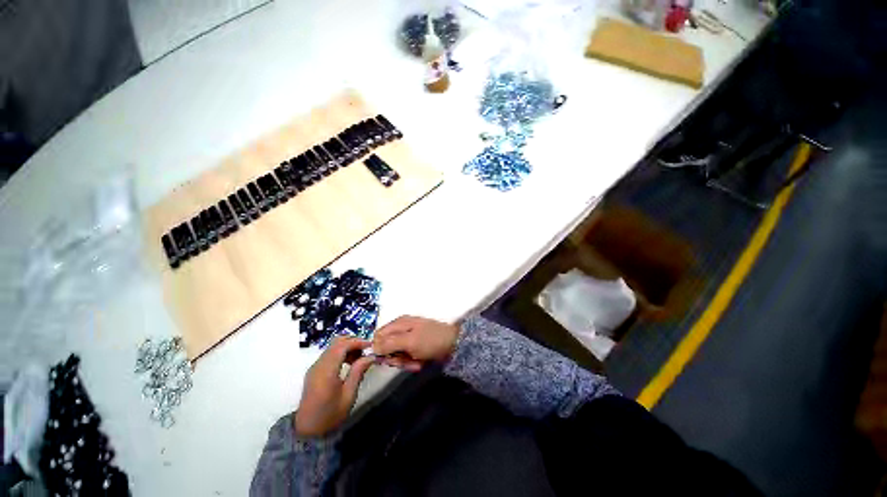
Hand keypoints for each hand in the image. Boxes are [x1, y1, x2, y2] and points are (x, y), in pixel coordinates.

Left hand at [294, 336, 374, 437]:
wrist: (308, 431)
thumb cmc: (331, 415)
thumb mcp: (349, 395)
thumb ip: (358, 372)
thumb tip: (370, 356)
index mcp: (326, 372)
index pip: (342, 346)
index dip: (357, 342)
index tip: (370, 345)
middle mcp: (318, 365)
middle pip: (336, 342)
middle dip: (353, 342)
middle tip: (366, 350)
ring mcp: (314, 367)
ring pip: (332, 347)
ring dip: (347, 347)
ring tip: (359, 357)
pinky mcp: (314, 371)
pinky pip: (329, 354)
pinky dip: (341, 353)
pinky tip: (349, 362)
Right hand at [372, 315, 459, 371]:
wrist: (454, 344)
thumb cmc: (431, 340)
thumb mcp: (409, 341)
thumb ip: (389, 343)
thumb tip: (371, 347)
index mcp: (398, 323)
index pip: (378, 337)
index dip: (379, 350)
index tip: (386, 359)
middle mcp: (401, 329)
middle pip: (386, 348)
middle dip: (395, 358)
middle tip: (405, 361)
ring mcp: (409, 338)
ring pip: (397, 355)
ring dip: (405, 362)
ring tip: (416, 362)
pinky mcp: (415, 347)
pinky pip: (407, 357)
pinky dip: (412, 362)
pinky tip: (420, 363)